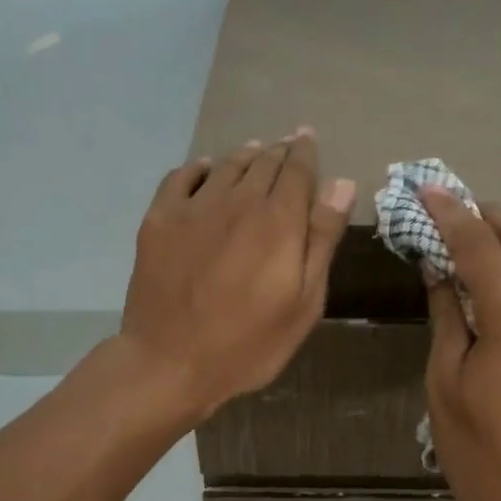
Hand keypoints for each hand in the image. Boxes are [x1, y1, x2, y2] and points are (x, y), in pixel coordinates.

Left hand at [119, 130, 354, 421]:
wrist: (170, 362)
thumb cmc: (248, 344)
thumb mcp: (303, 302)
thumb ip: (322, 239)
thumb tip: (342, 184)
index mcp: (278, 220)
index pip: (297, 170)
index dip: (306, 151)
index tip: (309, 138)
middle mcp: (237, 201)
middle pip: (263, 162)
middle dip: (279, 151)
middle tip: (288, 144)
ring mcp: (193, 208)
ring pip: (226, 165)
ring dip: (245, 155)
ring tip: (256, 152)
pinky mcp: (159, 220)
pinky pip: (181, 177)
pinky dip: (199, 168)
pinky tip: (206, 171)